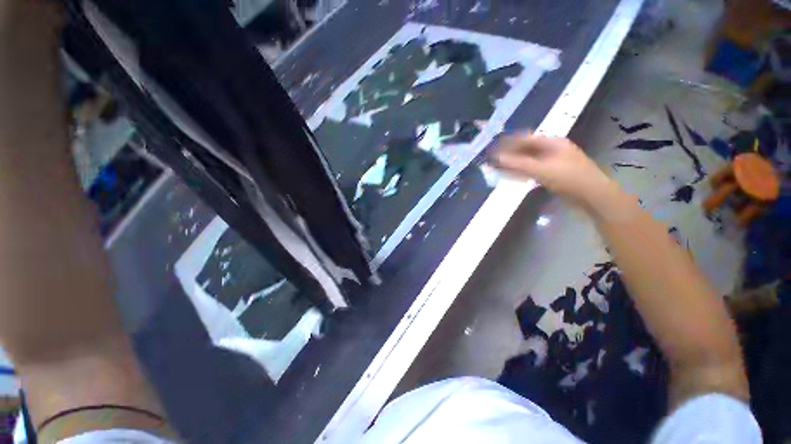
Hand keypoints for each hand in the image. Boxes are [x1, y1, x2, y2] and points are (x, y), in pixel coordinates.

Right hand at [489, 132, 618, 212]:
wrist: (593, 196)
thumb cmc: (569, 178)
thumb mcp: (541, 169)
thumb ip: (517, 164)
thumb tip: (496, 157)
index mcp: (552, 143)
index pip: (525, 138)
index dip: (508, 142)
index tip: (493, 148)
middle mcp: (552, 150)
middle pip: (526, 149)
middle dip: (509, 154)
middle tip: (493, 161)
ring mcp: (553, 162)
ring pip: (528, 160)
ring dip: (514, 164)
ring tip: (498, 169)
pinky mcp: (553, 174)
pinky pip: (533, 170)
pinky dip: (521, 172)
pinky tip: (512, 176)